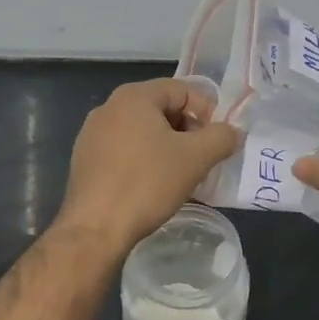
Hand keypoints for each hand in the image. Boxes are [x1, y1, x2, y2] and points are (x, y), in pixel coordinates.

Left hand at [57, 78, 240, 254]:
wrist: (95, 229)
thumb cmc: (147, 183)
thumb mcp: (196, 158)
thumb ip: (221, 137)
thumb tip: (233, 132)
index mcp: (133, 96)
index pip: (182, 90)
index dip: (208, 111)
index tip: (219, 140)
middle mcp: (109, 107)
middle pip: (162, 109)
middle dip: (188, 131)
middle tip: (204, 158)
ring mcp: (92, 134)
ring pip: (144, 132)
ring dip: (169, 147)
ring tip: (183, 174)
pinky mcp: (85, 160)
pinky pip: (125, 150)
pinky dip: (146, 160)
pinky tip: (155, 185)